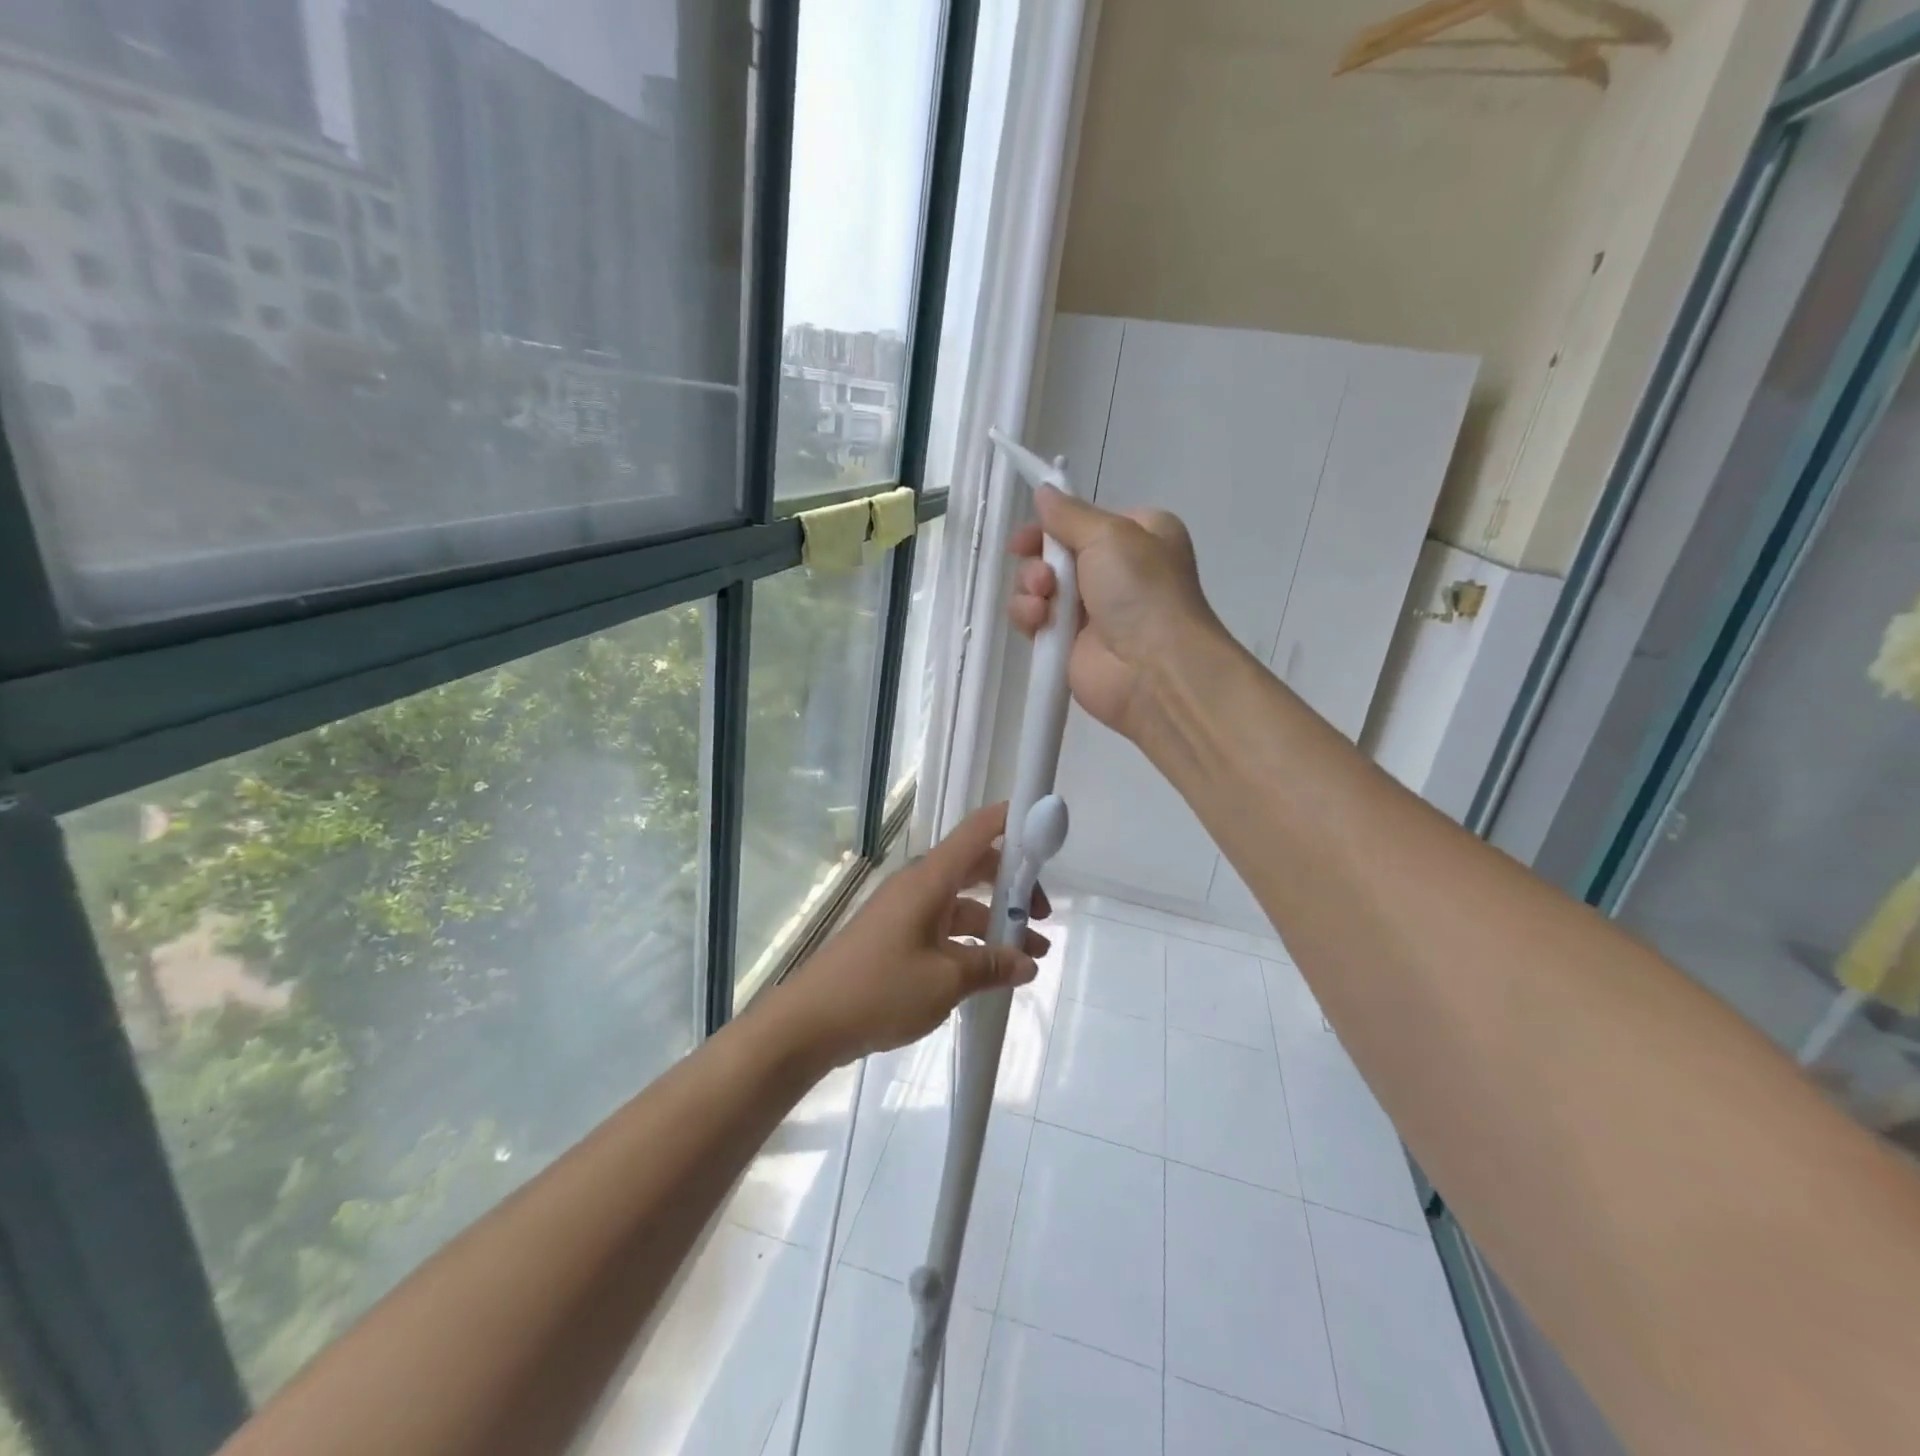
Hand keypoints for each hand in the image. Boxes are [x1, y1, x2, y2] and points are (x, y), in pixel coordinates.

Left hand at [770, 803, 1050, 1068]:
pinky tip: (990, 974)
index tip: (1046, 830)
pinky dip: (970, 943)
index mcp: (930, 880)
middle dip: (1012, 888)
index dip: (1013, 821)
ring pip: (961, 905)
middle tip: (1042, 917)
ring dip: (995, 926)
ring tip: (1030, 960)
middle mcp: (918, 886)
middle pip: (975, 868)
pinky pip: (943, 928)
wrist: (809, 1022)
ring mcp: (904, 912)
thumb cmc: (880, 990)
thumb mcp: (946, 981)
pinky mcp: (895, 937)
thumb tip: (1027, 963)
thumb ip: (992, 967)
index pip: (977, 831)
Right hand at [1008, 485, 1222, 738]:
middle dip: (1039, 560)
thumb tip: (1044, 492)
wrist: (1153, 669)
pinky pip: (1034, 619)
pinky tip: (1039, 621)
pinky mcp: (1068, 643)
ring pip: (1038, 586)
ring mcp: (1090, 610)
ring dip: (1030, 587)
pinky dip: (1029, 616)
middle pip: (1054, 553)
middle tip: (1043, 575)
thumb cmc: (1141, 591)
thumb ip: (1070, 514)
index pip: (1083, 521)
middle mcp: (1114, 571)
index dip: (1052, 525)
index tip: (1027, 534)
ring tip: (1044, 601)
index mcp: (1137, 536)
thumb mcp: (1110, 534)